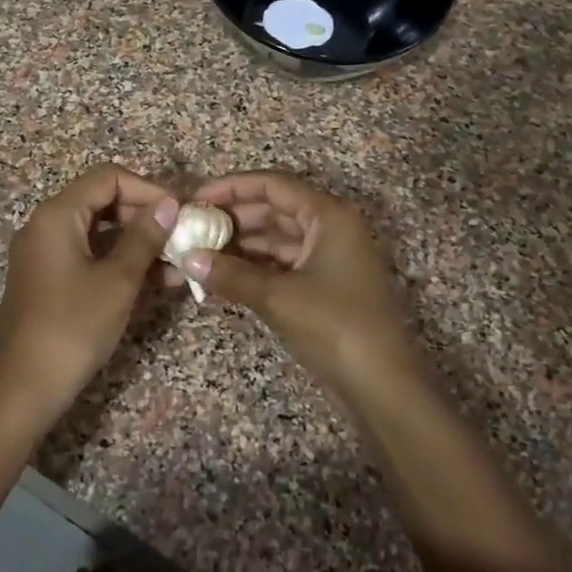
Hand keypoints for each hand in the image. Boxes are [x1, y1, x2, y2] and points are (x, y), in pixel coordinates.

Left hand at [0, 164, 178, 422]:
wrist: (25, 387)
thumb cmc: (74, 327)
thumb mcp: (118, 280)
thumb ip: (145, 237)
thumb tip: (169, 203)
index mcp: (56, 215)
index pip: (108, 178)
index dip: (148, 188)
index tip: (180, 211)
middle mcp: (45, 225)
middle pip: (102, 200)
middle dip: (145, 215)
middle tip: (183, 236)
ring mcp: (44, 253)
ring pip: (98, 231)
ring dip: (137, 242)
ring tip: (178, 261)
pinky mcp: (48, 279)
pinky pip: (88, 255)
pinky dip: (119, 261)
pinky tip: (155, 280)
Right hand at [187, 170, 427, 409]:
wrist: (383, 386)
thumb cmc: (335, 326)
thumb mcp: (278, 297)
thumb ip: (230, 274)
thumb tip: (187, 259)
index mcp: (327, 215)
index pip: (272, 185)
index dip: (231, 187)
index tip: (194, 199)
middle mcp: (330, 228)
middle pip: (273, 210)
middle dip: (230, 219)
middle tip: (190, 230)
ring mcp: (328, 258)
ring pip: (275, 239)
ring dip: (238, 246)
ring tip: (197, 254)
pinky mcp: (323, 286)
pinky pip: (281, 265)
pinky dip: (253, 268)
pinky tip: (221, 277)